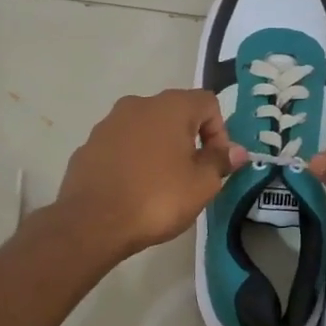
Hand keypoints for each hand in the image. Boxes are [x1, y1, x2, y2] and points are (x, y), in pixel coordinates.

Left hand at [56, 90, 247, 258]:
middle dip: (189, 139)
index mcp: (170, 107)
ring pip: (145, 129)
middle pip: (175, 113)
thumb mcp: (202, 184)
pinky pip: (121, 146)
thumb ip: (220, 161)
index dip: (220, 132)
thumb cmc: (157, 199)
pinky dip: (133, 160)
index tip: (216, 163)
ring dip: (159, 149)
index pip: (208, 103)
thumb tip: (236, 151)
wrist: (93, 222)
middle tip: (192, 175)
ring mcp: (108, 124)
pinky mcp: (88, 145)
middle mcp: (137, 105)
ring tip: (161, 184)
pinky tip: (132, 189)